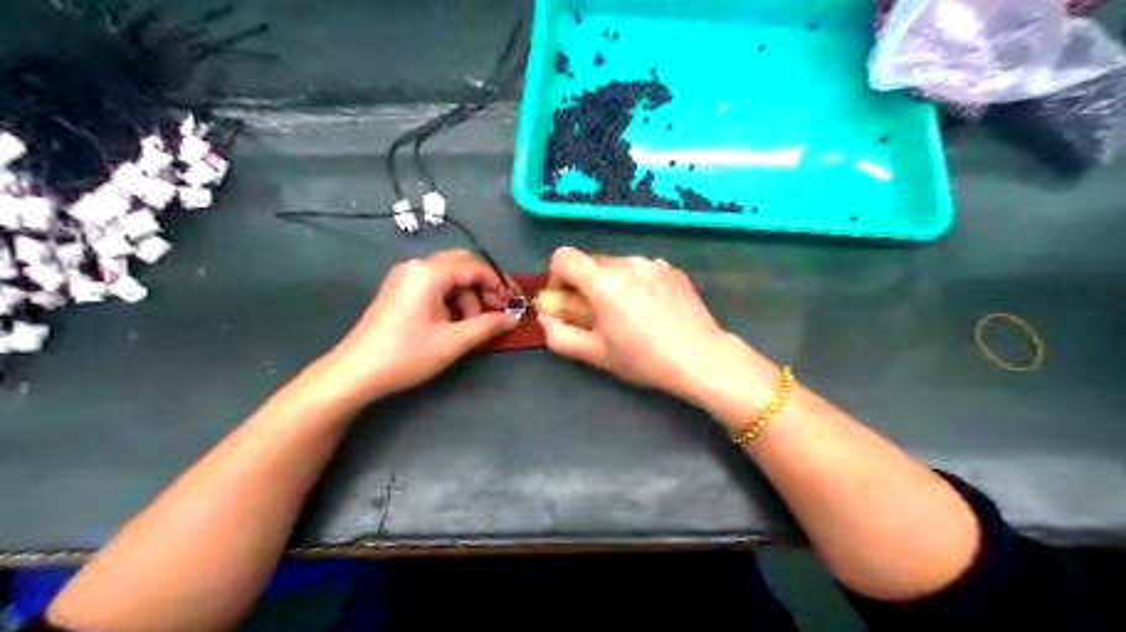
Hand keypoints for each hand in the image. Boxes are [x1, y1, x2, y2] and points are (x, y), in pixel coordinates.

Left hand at [317, 246, 517, 405]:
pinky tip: (456, 322)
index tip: (515, 304)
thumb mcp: (454, 341)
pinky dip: (451, 299)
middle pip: (462, 265)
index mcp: (429, 272)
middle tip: (499, 310)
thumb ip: (488, 325)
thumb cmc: (407, 354)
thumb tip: (514, 318)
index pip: (475, 267)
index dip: (499, 284)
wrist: (356, 372)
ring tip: (474, 324)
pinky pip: (434, 286)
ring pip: (449, 276)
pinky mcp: (399, 291)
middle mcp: (416, 267)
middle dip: (484, 287)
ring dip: (468, 296)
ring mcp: (405, 277)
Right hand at [540, 246, 760, 399]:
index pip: (563, 256)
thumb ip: (559, 336)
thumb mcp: (594, 354)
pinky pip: (643, 269)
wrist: (700, 357)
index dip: (556, 276)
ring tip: (629, 313)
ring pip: (618, 265)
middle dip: (585, 283)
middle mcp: (626, 263)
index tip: (566, 300)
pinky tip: (652, 309)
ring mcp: (653, 263)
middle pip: (591, 261)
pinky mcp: (673, 270)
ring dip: (613, 283)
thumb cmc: (643, 358)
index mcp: (603, 281)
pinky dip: (637, 283)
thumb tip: (545, 319)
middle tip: (597, 314)